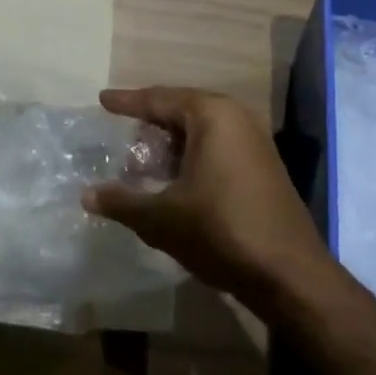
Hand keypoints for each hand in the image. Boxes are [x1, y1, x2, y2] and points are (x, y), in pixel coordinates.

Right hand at [84, 87, 331, 304]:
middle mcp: (236, 119)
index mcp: (211, 115)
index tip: (102, 100)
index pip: (159, 99)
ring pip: (200, 133)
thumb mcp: (161, 218)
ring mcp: (255, 143)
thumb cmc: (220, 231)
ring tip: (141, 165)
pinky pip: (217, 149)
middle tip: (120, 136)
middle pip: (181, 112)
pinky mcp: (263, 169)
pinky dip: (190, 159)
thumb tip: (86, 195)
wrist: (289, 275)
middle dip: (149, 125)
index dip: (127, 102)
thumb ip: (121, 202)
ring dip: (170, 147)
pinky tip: (173, 184)